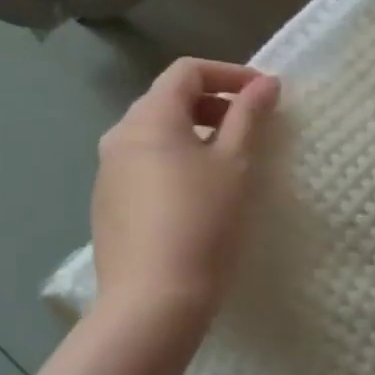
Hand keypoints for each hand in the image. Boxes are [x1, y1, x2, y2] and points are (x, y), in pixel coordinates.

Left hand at [90, 58, 280, 335]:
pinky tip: (201, 192)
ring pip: (156, 133)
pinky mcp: (109, 204)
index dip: (229, 73)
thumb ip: (248, 116)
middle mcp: (119, 137)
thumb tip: (266, 83)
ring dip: (196, 132)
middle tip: (252, 124)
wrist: (153, 302)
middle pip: (169, 99)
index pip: (187, 72)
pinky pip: (146, 164)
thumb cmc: (202, 221)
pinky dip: (177, 160)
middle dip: (214, 103)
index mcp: (148, 119)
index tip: (264, 93)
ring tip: (231, 159)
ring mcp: (108, 172)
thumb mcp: (234, 163)